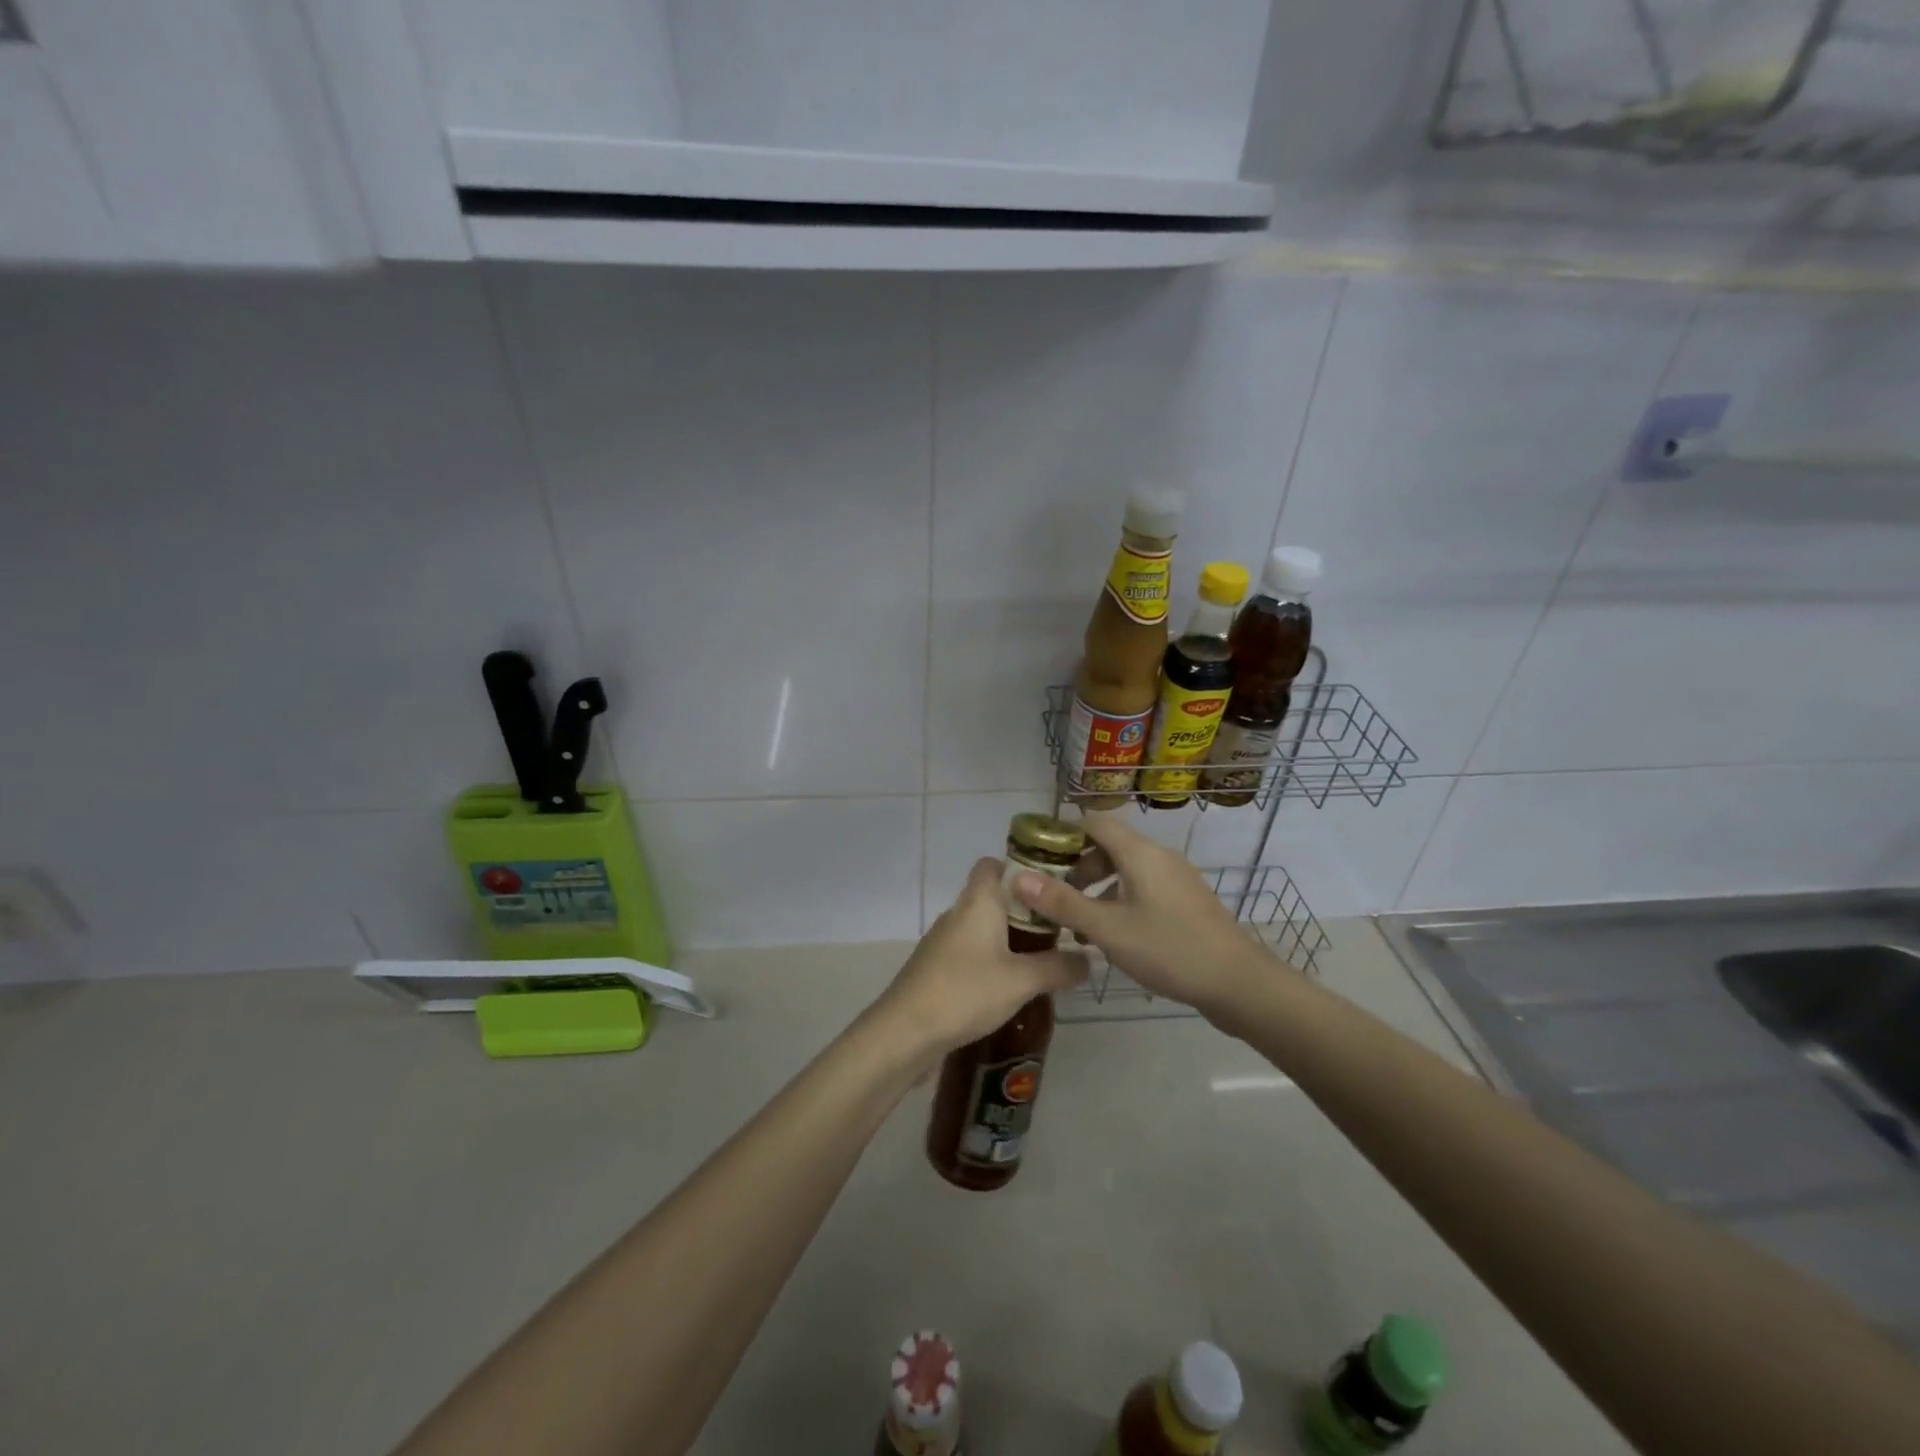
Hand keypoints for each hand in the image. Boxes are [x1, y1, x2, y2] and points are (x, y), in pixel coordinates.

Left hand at [877, 858, 1087, 1061]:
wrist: (905, 1031)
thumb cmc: (966, 991)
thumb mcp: (1022, 981)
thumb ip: (1058, 967)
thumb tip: (1089, 959)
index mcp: (978, 901)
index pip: (993, 864)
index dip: (1020, 869)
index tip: (1052, 888)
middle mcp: (958, 912)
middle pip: (993, 896)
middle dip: (1025, 910)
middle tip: (1059, 930)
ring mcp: (943, 940)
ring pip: (982, 926)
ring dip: (1009, 938)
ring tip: (1042, 959)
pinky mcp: (936, 966)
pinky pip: (971, 951)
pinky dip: (991, 959)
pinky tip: (1010, 986)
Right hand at [1010, 813, 1287, 1025]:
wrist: (1238, 982)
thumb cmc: (1168, 949)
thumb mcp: (1107, 929)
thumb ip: (1062, 903)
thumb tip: (1017, 877)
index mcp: (1140, 853)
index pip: (1095, 823)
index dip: (1064, 834)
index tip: (1038, 858)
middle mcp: (1159, 856)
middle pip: (1109, 846)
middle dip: (1077, 868)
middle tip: (1054, 898)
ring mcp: (1177, 879)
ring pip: (1126, 870)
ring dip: (1098, 889)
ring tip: (1077, 925)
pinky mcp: (1186, 901)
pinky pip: (1144, 888)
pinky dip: (1120, 901)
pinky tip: (1112, 936)